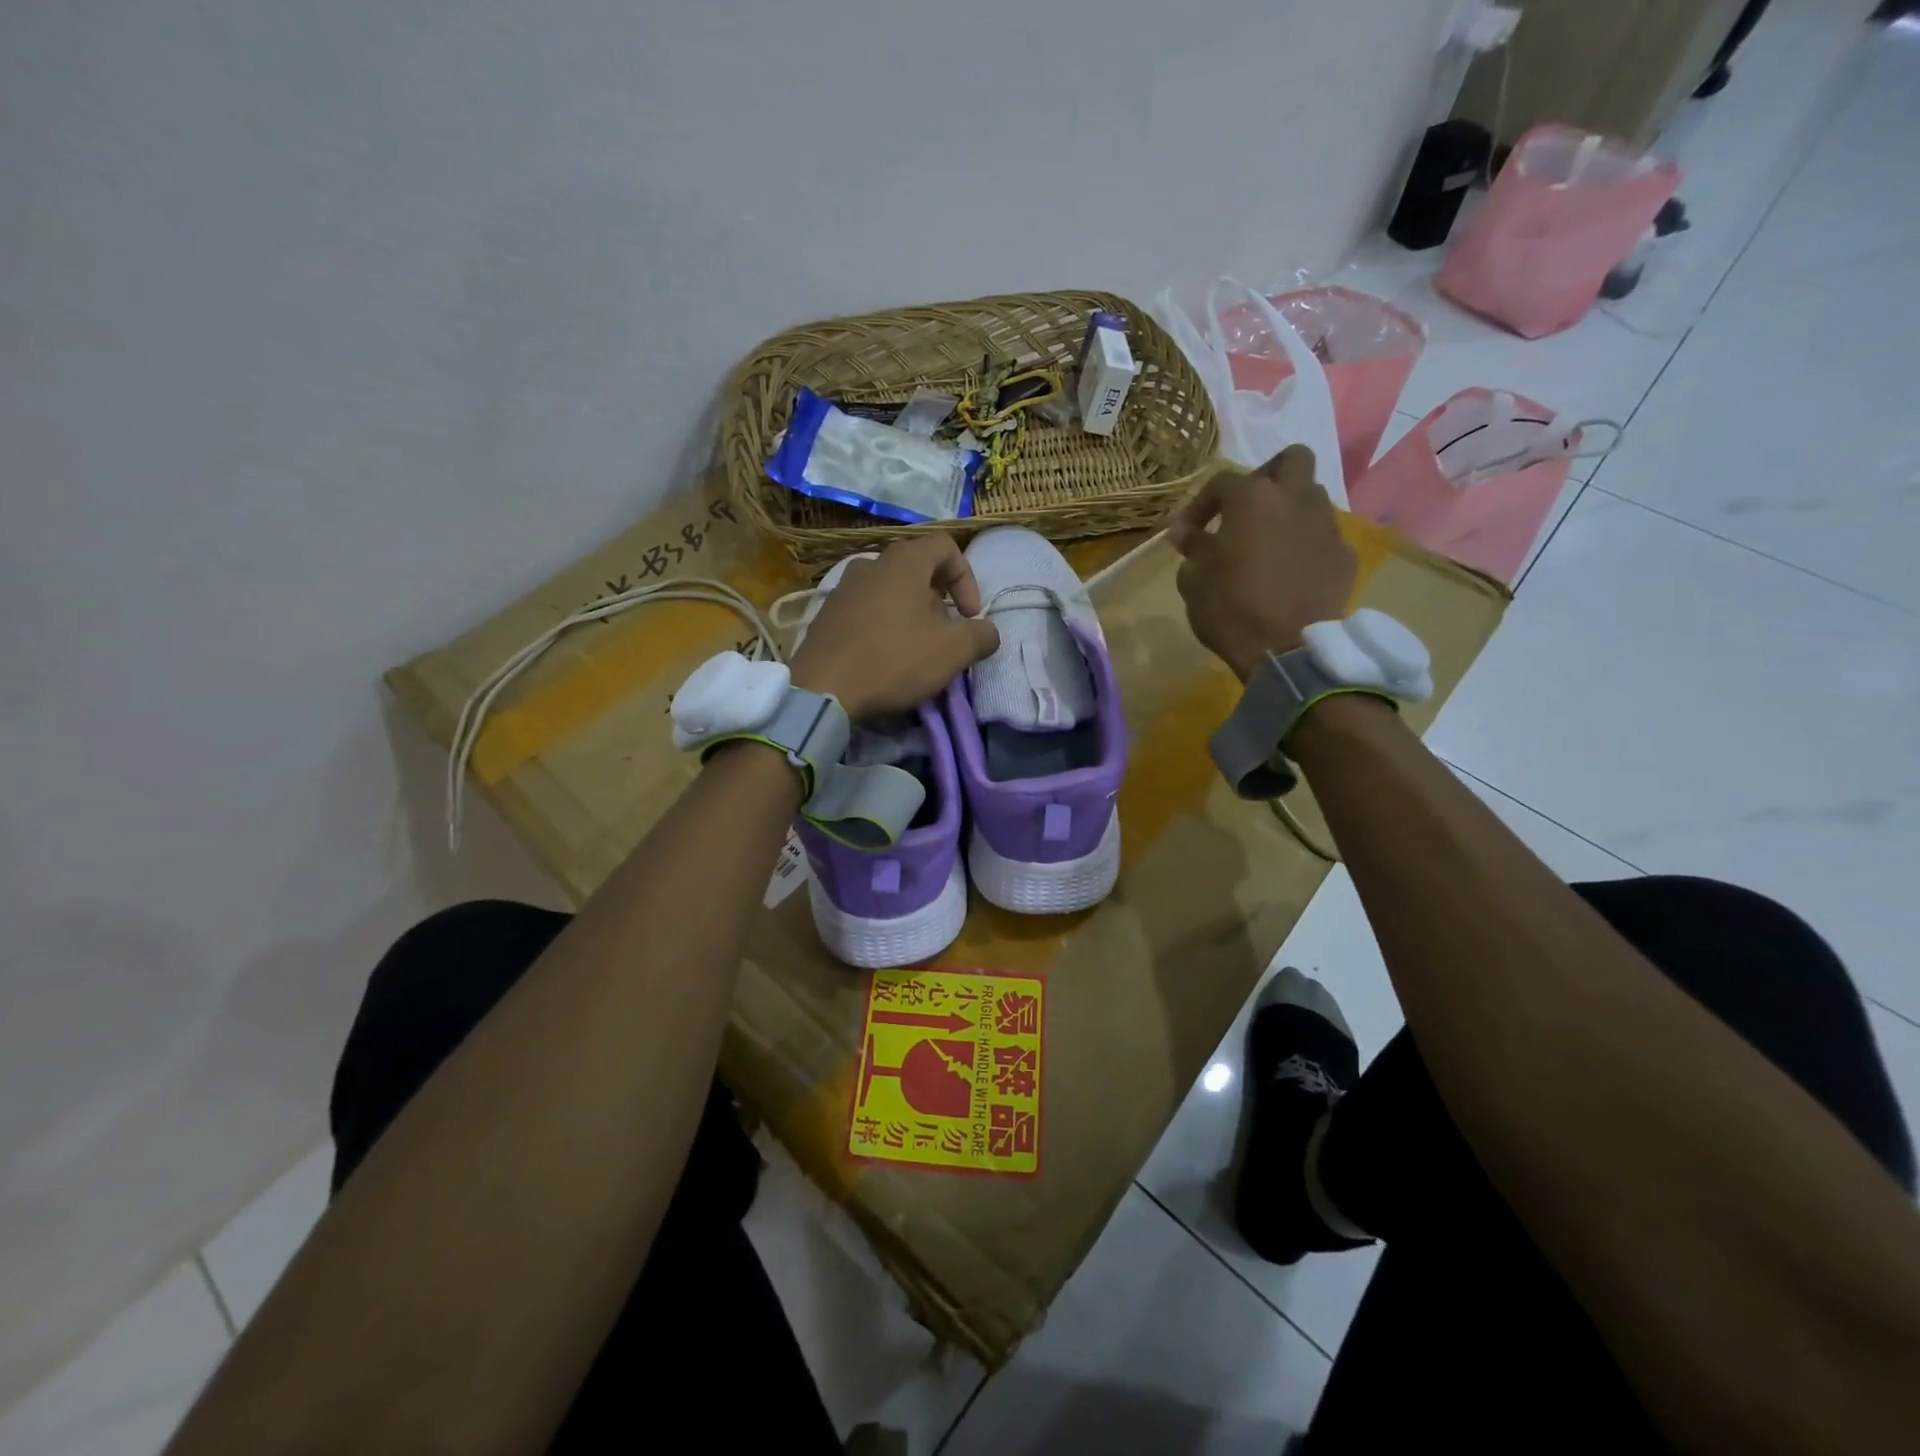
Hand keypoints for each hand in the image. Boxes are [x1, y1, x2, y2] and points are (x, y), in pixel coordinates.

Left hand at [789, 534, 1000, 720]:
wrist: (822, 690)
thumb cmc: (894, 660)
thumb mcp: (953, 651)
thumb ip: (981, 635)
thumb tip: (987, 632)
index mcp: (903, 561)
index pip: (945, 546)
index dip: (967, 578)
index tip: (969, 616)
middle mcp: (871, 564)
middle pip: (917, 570)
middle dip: (940, 601)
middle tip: (946, 635)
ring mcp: (843, 588)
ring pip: (891, 591)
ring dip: (912, 615)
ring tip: (917, 650)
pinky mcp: (826, 615)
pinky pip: (867, 610)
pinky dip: (885, 626)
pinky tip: (886, 658)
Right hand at [1168, 445, 1356, 680]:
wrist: (1287, 649)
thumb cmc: (1231, 609)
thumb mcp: (1194, 581)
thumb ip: (1192, 548)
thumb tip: (1184, 532)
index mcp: (1252, 499)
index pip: (1221, 483)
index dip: (1200, 504)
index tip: (1186, 533)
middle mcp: (1295, 499)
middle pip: (1291, 460)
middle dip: (1268, 476)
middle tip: (1247, 507)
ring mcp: (1325, 525)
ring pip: (1311, 496)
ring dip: (1290, 509)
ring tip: (1269, 541)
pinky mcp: (1344, 555)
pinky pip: (1323, 536)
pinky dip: (1305, 545)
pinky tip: (1291, 571)